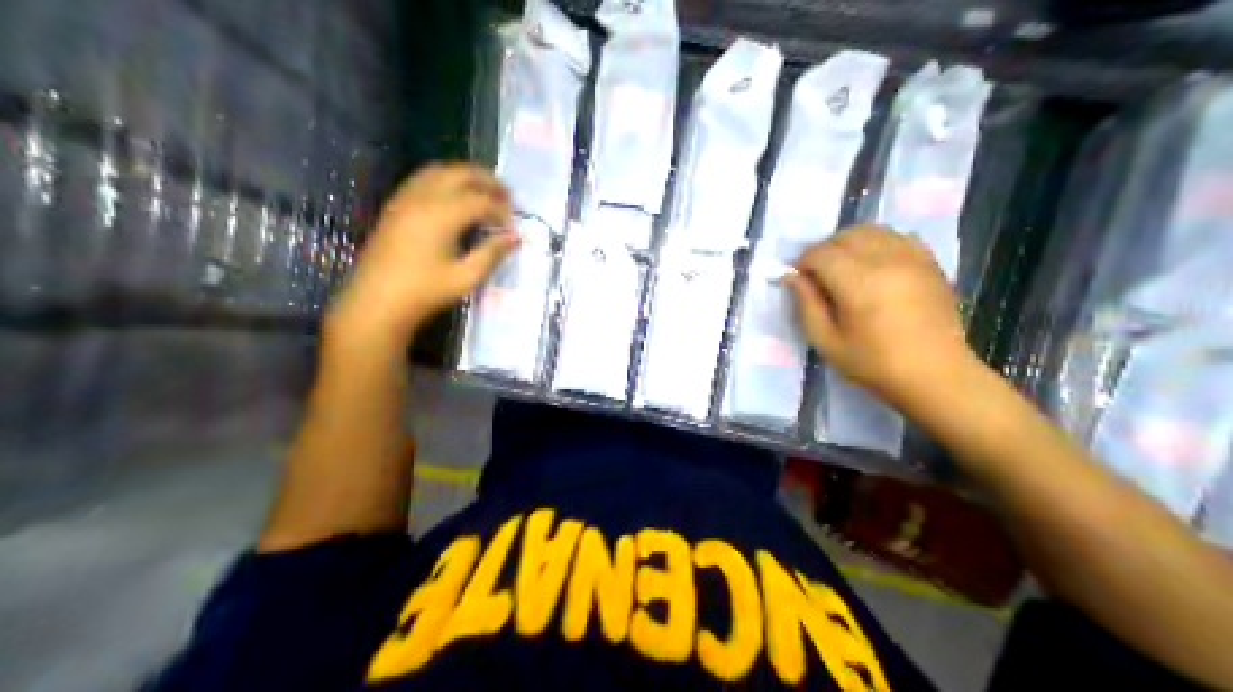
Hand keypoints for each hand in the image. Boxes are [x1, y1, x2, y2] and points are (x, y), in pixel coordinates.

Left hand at [328, 163, 515, 345]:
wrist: (376, 301)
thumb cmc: (423, 292)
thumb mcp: (464, 278)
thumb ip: (491, 253)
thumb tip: (514, 237)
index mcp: (442, 215)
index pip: (480, 200)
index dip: (500, 209)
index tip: (511, 225)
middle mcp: (424, 197)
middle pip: (461, 174)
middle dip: (487, 181)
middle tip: (506, 195)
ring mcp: (406, 198)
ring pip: (440, 170)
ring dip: (465, 175)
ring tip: (482, 191)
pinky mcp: (395, 205)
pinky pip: (422, 178)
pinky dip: (444, 179)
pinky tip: (452, 197)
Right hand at [784, 222, 979, 403]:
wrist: (936, 375)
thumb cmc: (876, 365)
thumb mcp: (828, 344)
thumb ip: (807, 306)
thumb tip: (794, 277)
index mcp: (858, 282)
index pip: (821, 253)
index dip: (803, 262)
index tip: (799, 279)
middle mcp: (885, 259)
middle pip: (846, 235)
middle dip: (827, 249)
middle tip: (821, 274)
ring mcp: (912, 257)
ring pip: (873, 231)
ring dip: (853, 243)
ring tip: (848, 268)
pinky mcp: (930, 262)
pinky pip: (899, 237)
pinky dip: (881, 244)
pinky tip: (878, 265)